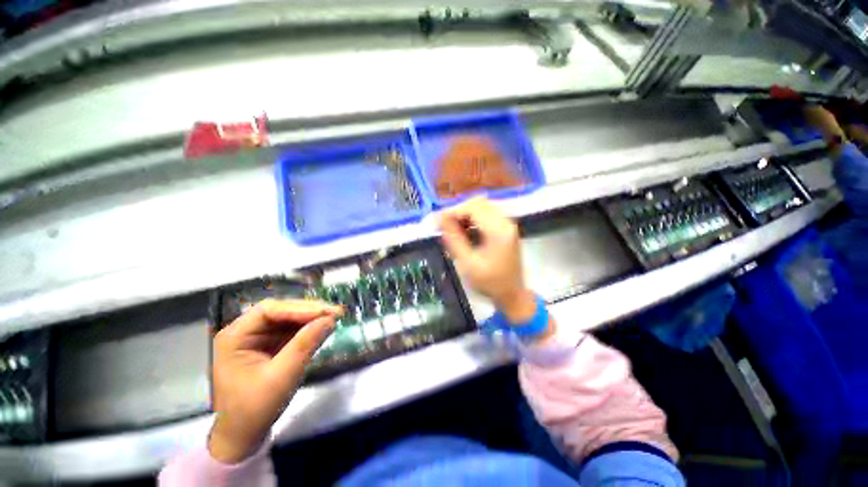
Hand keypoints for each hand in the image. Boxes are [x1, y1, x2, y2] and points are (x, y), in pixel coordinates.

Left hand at [208, 299, 341, 463]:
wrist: (243, 436)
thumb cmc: (255, 409)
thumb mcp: (282, 377)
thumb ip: (305, 345)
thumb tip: (331, 319)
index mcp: (235, 337)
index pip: (269, 310)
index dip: (300, 308)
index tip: (327, 312)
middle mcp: (245, 332)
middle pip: (281, 311)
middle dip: (309, 311)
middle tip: (336, 312)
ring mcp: (258, 338)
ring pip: (289, 318)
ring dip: (312, 317)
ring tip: (335, 317)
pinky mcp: (270, 345)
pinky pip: (292, 329)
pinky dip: (309, 328)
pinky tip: (324, 327)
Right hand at [438, 198, 534, 322]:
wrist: (512, 294)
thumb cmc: (490, 283)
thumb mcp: (468, 263)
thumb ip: (454, 238)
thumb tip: (440, 219)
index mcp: (499, 230)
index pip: (473, 208)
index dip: (453, 211)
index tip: (437, 221)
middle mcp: (506, 222)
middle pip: (478, 203)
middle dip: (458, 211)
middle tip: (444, 225)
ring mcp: (507, 224)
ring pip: (482, 207)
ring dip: (464, 215)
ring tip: (452, 229)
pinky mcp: (505, 228)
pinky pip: (486, 215)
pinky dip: (472, 219)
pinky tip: (464, 231)